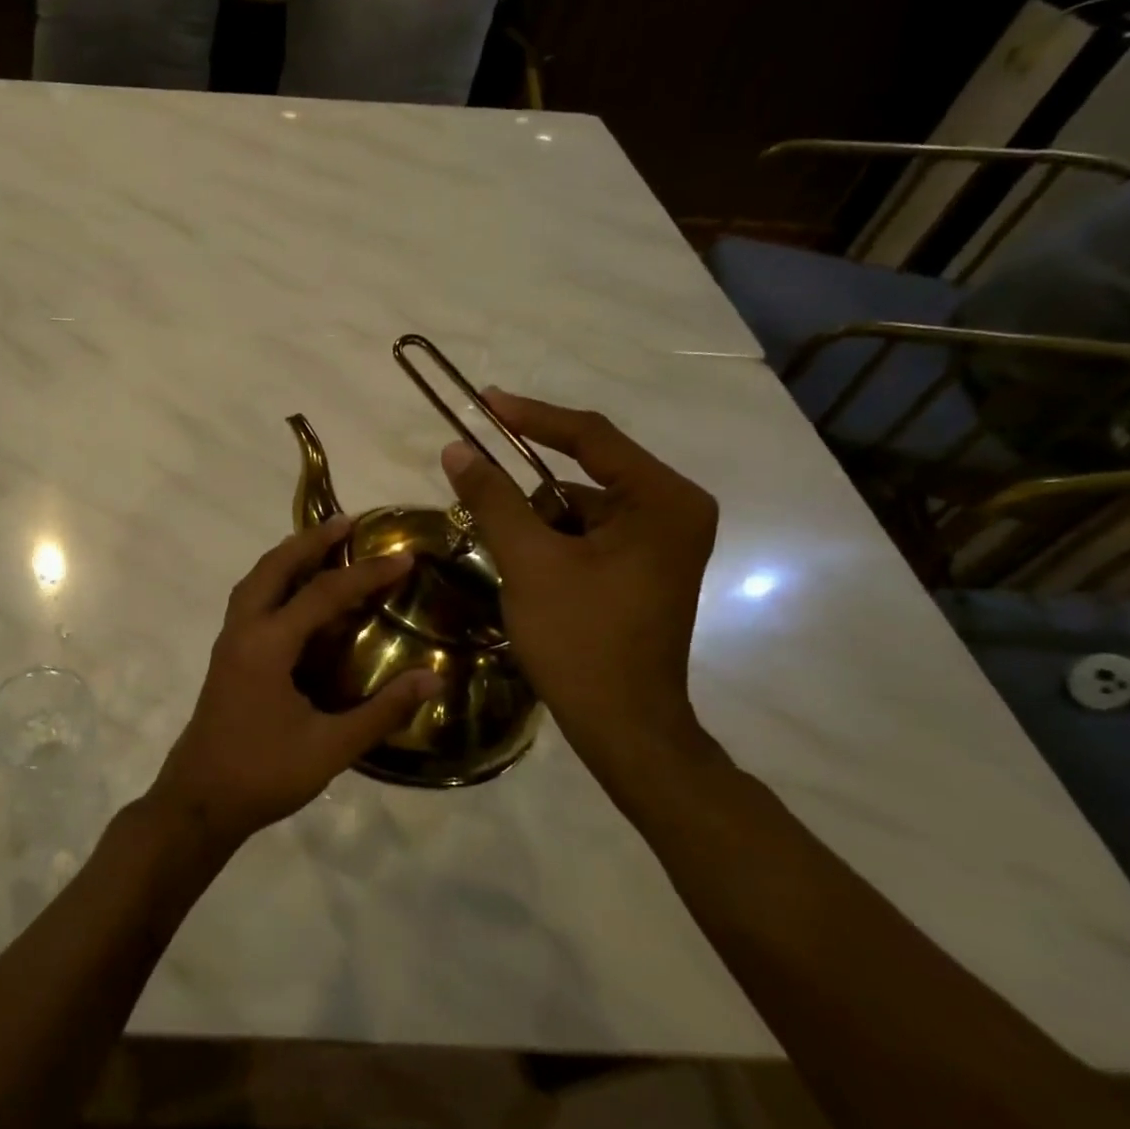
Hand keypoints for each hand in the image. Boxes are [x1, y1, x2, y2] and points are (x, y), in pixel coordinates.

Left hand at [144, 515, 443, 851]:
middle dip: (310, 541)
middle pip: (274, 568)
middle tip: (347, 523)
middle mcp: (243, 631)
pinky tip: (297, 597)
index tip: (403, 557)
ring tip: (322, 546)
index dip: (365, 574)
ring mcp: (229, 642)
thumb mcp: (330, 748)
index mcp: (267, 645)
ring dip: (287, 557)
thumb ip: (381, 712)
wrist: (199, 801)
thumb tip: (432, 678)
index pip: (322, 594)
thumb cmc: (263, 774)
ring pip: (255, 581)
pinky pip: (250, 601)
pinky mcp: (227, 657)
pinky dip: (275, 582)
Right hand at [441, 391, 717, 783]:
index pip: (590, 437)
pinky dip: (550, 545)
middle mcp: (672, 511)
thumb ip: (493, 498)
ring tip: (511, 562)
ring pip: (578, 510)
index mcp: (662, 500)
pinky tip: (529, 576)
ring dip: (535, 524)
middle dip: (527, 493)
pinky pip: (586, 536)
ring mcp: (661, 543)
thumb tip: (457, 450)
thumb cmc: (582, 639)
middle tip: (478, 498)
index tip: (483, 402)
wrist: (623, 726)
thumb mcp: (529, 561)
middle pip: (582, 476)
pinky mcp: (643, 569)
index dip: (531, 416)